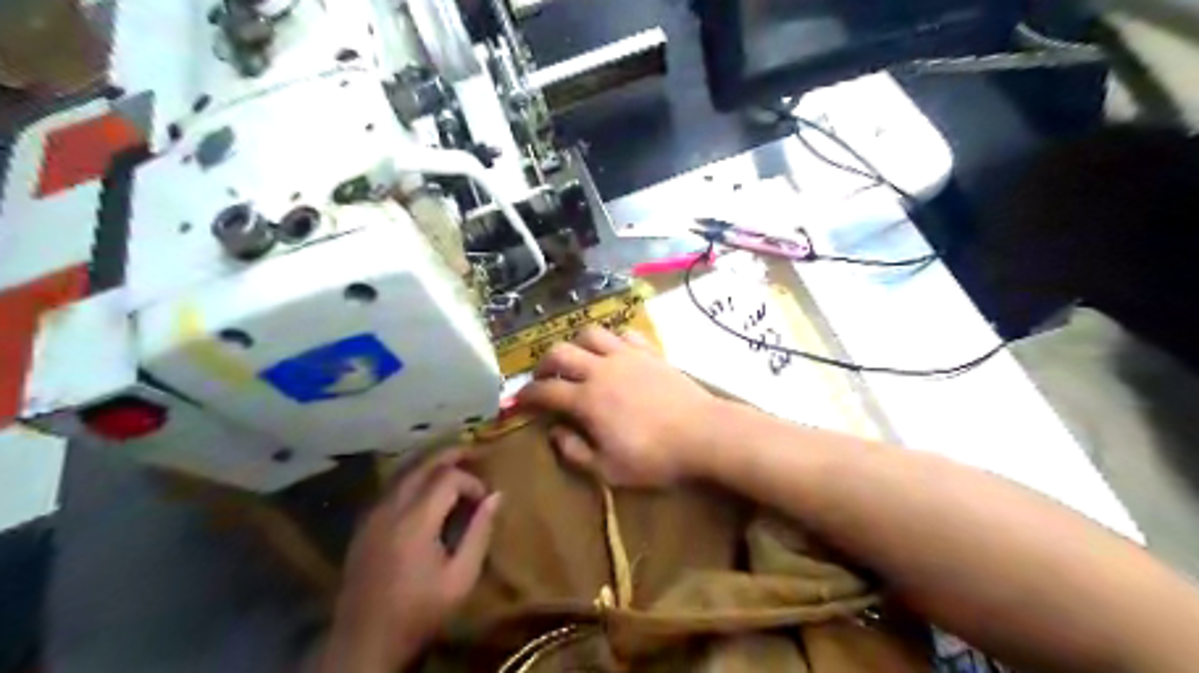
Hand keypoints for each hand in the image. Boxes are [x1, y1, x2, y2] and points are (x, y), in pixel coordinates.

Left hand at [319, 450, 502, 670]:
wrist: (365, 641)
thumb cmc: (419, 611)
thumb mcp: (461, 577)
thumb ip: (480, 532)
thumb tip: (497, 495)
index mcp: (415, 521)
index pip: (447, 478)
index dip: (471, 482)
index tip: (485, 500)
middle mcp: (390, 508)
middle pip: (421, 465)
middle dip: (450, 455)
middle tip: (473, 451)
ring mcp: (372, 515)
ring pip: (403, 472)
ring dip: (430, 463)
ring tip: (454, 463)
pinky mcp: (364, 525)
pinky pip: (391, 487)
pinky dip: (412, 477)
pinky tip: (426, 488)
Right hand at [514, 323, 720, 484]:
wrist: (703, 434)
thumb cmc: (655, 457)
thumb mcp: (609, 470)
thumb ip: (575, 452)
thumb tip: (555, 433)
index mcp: (587, 399)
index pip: (545, 390)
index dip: (527, 395)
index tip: (519, 401)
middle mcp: (601, 369)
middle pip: (560, 352)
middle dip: (544, 363)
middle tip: (543, 377)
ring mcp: (627, 356)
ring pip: (590, 333)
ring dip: (576, 344)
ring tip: (577, 359)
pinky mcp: (649, 352)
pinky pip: (624, 334)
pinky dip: (612, 340)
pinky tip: (614, 353)